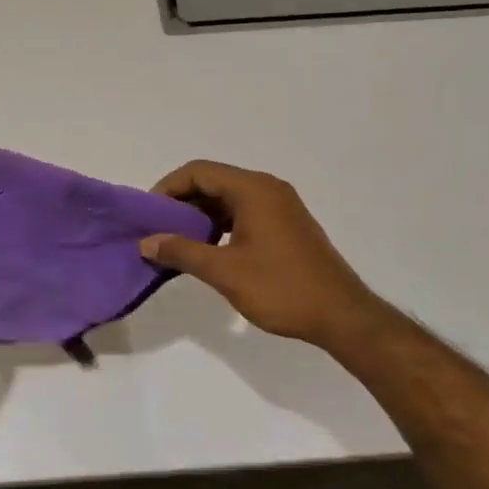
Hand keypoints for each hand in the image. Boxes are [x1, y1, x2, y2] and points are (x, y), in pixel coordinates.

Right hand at [140, 160, 380, 349]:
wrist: (342, 316)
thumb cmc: (281, 288)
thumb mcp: (224, 271)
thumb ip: (182, 252)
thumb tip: (146, 242)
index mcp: (253, 189)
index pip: (199, 171)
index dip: (168, 188)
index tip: (149, 215)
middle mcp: (267, 188)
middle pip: (213, 181)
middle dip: (182, 203)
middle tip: (158, 230)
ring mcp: (280, 205)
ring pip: (228, 198)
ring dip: (201, 215)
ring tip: (177, 242)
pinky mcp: (286, 224)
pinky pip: (244, 212)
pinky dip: (221, 224)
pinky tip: (209, 250)